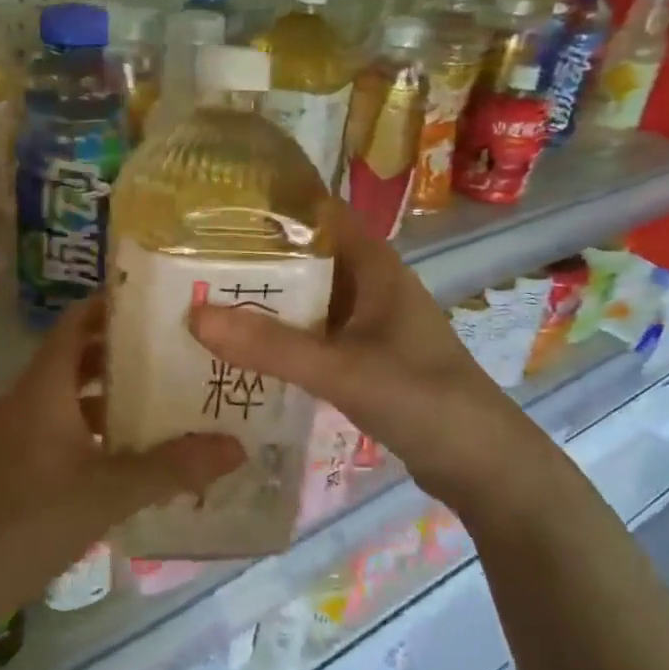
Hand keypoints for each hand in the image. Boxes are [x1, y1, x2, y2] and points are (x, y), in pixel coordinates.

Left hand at [0, 298, 242, 630]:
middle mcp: (29, 399)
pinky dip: (99, 430)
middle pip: (79, 357)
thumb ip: (173, 468)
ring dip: (115, 395)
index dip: (113, 306)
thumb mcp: (109, 492)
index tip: (161, 304)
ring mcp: (20, 432)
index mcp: (45, 387)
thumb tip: (236, 447)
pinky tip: (133, 453)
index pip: (76, 322)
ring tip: (168, 399)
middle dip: (126, 352)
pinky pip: (65, 428)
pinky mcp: (19, 463)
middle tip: (180, 353)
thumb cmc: (31, 521)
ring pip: (73, 396)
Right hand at [190, 201, 547, 512]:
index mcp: (374, 265)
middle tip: (189, 262)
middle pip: (304, 258)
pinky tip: (240, 351)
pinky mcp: (363, 358)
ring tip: (201, 301)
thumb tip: (195, 316)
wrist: (479, 462)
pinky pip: (312, 337)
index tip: (214, 210)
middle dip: (254, 259)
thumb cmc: (421, 398)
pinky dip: (280, 339)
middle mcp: (369, 285)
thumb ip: (272, 346)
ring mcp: (367, 324)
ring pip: (306, 300)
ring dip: (264, 302)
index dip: (271, 206)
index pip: (318, 214)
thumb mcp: (342, 370)